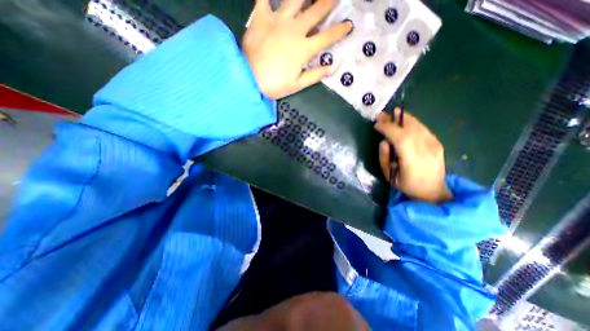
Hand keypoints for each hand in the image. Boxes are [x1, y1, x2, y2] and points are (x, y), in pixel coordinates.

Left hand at [241, 0, 351, 99]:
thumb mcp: (297, 85)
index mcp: (304, 49)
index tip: (348, 25)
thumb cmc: (274, 85)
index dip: (339, 31)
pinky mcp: (261, 17)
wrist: (248, 79)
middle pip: (316, 12)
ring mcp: (278, 21)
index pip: (327, 37)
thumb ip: (314, 75)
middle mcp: (295, 30)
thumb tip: (331, 68)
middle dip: (328, 3)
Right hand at [375, 108, 452, 202]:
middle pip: (410, 129)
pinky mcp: (438, 143)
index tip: (376, 125)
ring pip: (418, 126)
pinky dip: (412, 123)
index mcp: (412, 161)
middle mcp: (426, 150)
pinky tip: (404, 122)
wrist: (433, 191)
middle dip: (394, 120)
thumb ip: (384, 158)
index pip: (400, 138)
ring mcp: (434, 146)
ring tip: (393, 114)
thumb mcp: (389, 176)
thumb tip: (383, 142)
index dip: (388, 129)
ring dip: (404, 118)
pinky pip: (423, 129)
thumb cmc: (407, 185)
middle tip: (382, 115)